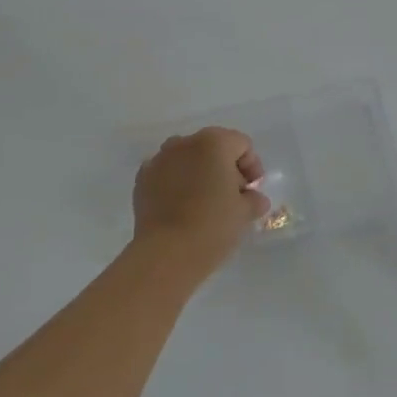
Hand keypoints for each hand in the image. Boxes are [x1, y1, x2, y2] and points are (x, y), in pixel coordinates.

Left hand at [131, 127, 269, 272]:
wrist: (166, 253)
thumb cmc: (212, 226)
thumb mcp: (244, 213)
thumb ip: (254, 199)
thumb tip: (254, 199)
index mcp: (214, 143)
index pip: (241, 144)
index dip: (252, 166)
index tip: (252, 191)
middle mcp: (184, 142)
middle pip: (213, 147)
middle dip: (225, 168)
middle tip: (231, 197)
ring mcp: (159, 159)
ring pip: (187, 158)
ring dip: (199, 173)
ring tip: (205, 202)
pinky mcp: (142, 179)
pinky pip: (166, 173)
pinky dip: (176, 183)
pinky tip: (181, 208)